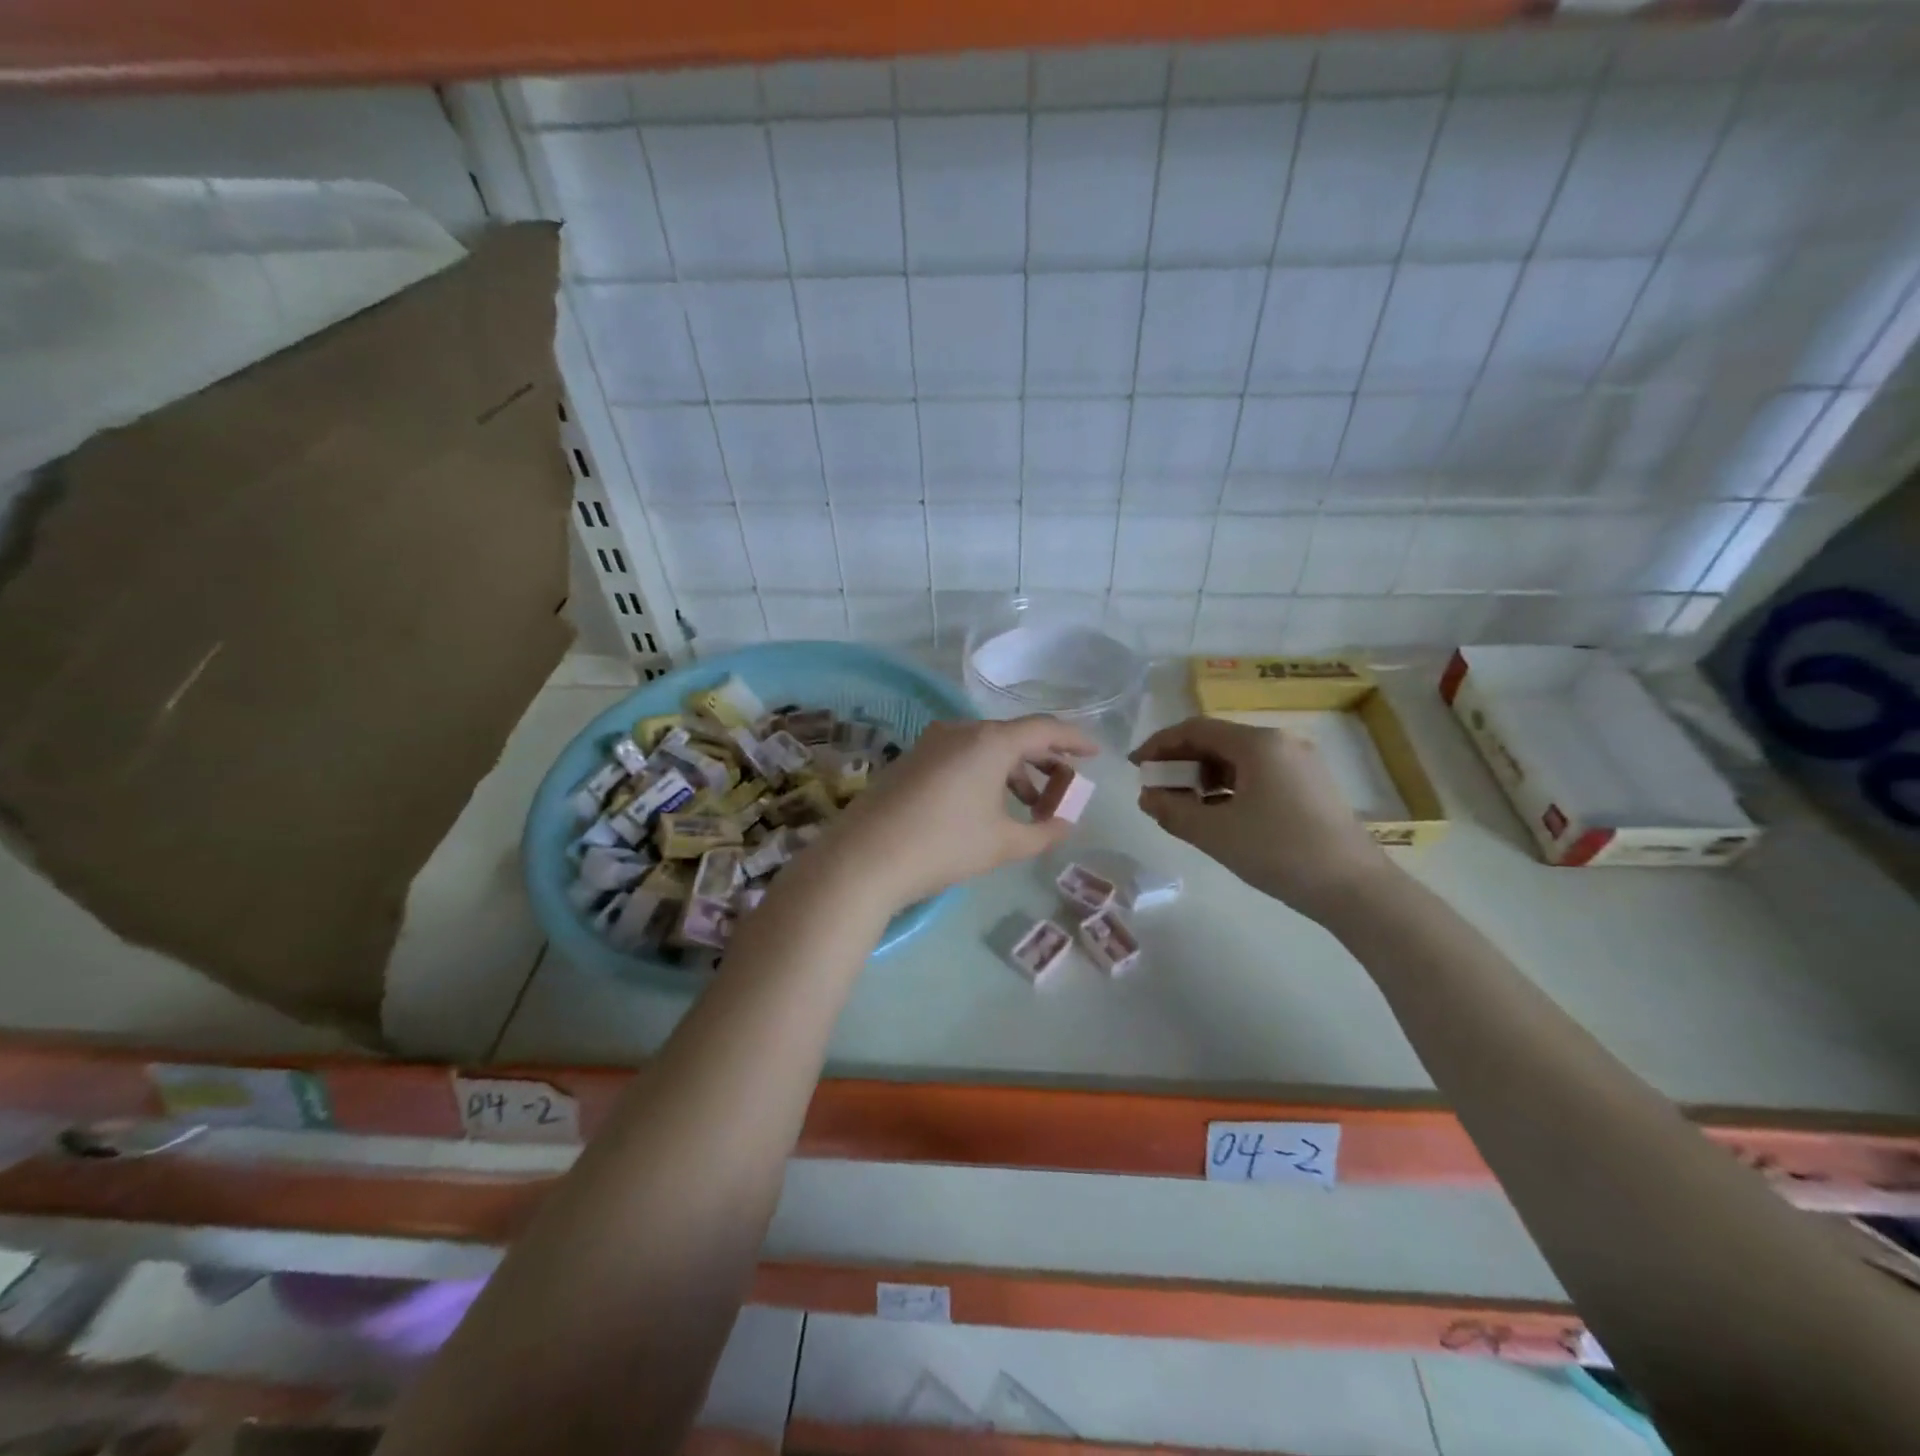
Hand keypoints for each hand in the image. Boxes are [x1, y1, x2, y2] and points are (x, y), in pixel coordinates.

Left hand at [823, 715, 1098, 911]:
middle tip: (1065, 788)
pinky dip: (986, 774)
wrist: (864, 858)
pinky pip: (962, 757)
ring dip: (1014, 772)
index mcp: (990, 741)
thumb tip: (1065, 824)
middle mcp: (961, 730)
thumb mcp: (1002, 843)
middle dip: (1045, 761)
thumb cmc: (944, 846)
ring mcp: (932, 743)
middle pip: (1014, 737)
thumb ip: (1043, 832)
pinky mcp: (912, 760)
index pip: (1044, 729)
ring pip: (986, 748)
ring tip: (1031, 805)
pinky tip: (990, 806)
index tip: (1095, 753)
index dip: (1074, 740)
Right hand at [1131, 716, 1393, 920]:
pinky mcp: (1310, 786)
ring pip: (1237, 760)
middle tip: (1156, 790)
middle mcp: (1281, 743)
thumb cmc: (1279, 852)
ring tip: (1182, 806)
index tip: (1136, 767)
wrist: (1355, 889)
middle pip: (1217, 741)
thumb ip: (1172, 811)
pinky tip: (1217, 814)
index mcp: (1258, 743)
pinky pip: (1257, 775)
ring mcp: (1300, 763)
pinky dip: (1228, 788)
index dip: (1160, 744)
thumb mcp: (1215, 833)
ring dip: (1203, 777)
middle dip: (1181, 762)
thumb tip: (1147, 797)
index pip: (1195, 729)